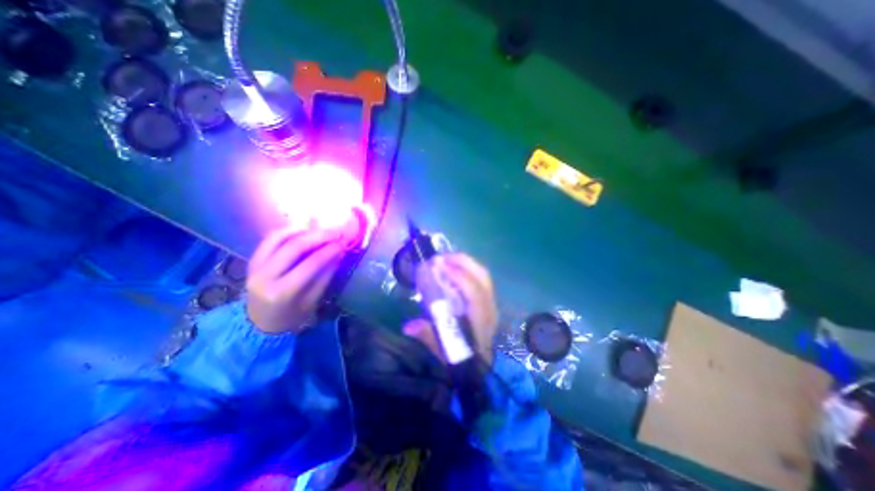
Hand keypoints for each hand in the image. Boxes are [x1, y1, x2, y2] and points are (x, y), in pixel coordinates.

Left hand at [245, 228, 345, 335]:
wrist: (259, 324)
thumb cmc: (291, 317)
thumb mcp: (313, 302)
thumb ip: (325, 276)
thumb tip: (339, 252)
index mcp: (281, 292)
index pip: (310, 264)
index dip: (329, 251)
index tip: (343, 243)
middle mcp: (264, 276)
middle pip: (294, 247)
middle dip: (319, 236)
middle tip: (336, 232)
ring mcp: (255, 266)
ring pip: (279, 238)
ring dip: (303, 230)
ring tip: (321, 229)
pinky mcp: (252, 260)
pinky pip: (270, 239)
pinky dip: (288, 231)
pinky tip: (304, 230)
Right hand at [403, 254, 499, 366]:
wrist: (479, 366)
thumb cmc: (461, 358)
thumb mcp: (442, 351)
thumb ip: (427, 336)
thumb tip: (407, 326)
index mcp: (481, 321)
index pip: (475, 292)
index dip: (459, 276)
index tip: (440, 266)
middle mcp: (489, 308)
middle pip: (482, 277)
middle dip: (462, 262)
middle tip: (440, 258)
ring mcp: (491, 302)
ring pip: (483, 275)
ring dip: (465, 263)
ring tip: (446, 259)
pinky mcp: (489, 300)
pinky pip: (481, 278)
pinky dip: (468, 269)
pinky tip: (454, 269)